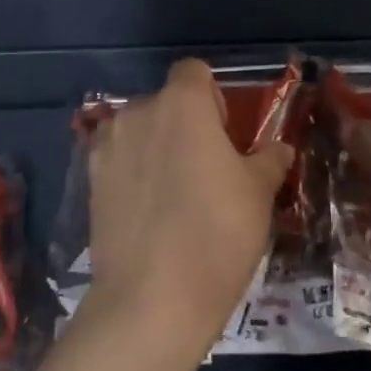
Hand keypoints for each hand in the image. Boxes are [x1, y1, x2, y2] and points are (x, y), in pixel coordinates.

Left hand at [85, 59, 294, 355]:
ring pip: (139, 132)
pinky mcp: (90, 182)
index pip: (194, 72)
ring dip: (157, 148)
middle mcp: (137, 113)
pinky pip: (119, 162)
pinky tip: (149, 213)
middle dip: (184, 125)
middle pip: (164, 103)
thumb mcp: (259, 193)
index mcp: (182, 104)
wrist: (153, 298)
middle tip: (206, 169)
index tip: (225, 134)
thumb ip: (269, 159)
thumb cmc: (218, 233)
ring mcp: (107, 148)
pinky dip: (134, 174)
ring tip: (175, 194)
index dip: (212, 96)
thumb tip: (280, 148)